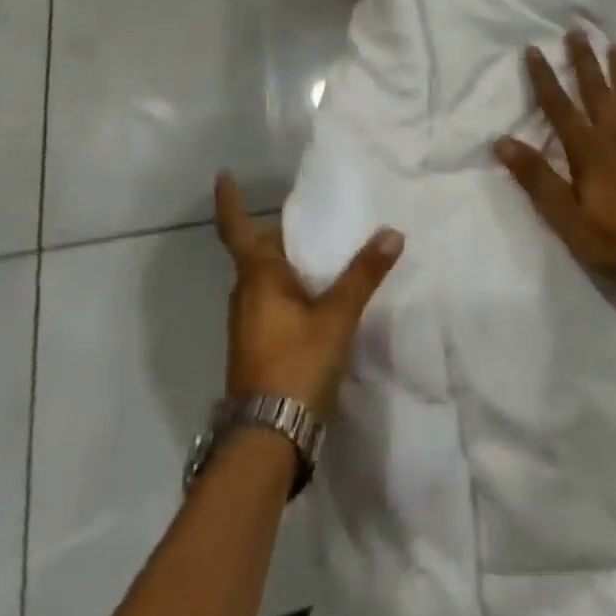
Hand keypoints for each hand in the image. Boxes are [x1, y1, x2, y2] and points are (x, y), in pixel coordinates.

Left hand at [214, 173, 404, 416]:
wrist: (267, 439)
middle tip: (312, 219)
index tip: (223, 175)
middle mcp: (245, 294)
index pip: (237, 228)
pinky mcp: (256, 347)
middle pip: (257, 252)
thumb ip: (364, 274)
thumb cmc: (296, 363)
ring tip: (324, 254)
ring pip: (266, 280)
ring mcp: (247, 324)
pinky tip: (319, 300)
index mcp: (257, 276)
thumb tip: (391, 232)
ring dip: (288, 264)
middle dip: (280, 234)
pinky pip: (273, 303)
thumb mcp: (337, 316)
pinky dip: (292, 291)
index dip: (229, 202)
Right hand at [493, 33, 615, 281]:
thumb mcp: (563, 215)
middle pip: (597, 91)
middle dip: (584, 61)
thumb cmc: (611, 238)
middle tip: (578, 32)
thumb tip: (502, 141)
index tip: (534, 50)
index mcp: (587, 149)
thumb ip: (535, 177)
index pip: (558, 106)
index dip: (544, 78)